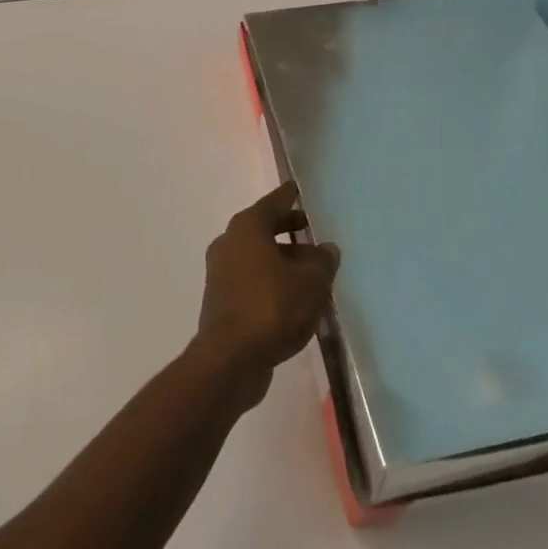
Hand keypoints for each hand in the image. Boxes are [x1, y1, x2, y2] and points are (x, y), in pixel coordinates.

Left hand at [191, 183, 340, 409]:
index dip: (288, 196)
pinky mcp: (220, 301)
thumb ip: (322, 261)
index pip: (273, 203)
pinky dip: (270, 281)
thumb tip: (326, 249)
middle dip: (287, 230)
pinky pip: (251, 280)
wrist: (230, 359)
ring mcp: (221, 273)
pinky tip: (292, 298)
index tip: (297, 189)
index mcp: (248, 227)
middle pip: (262, 229)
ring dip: (281, 260)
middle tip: (310, 230)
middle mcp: (229, 243)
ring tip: (309, 271)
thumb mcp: (312, 282)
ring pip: (257, 257)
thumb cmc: (272, 307)